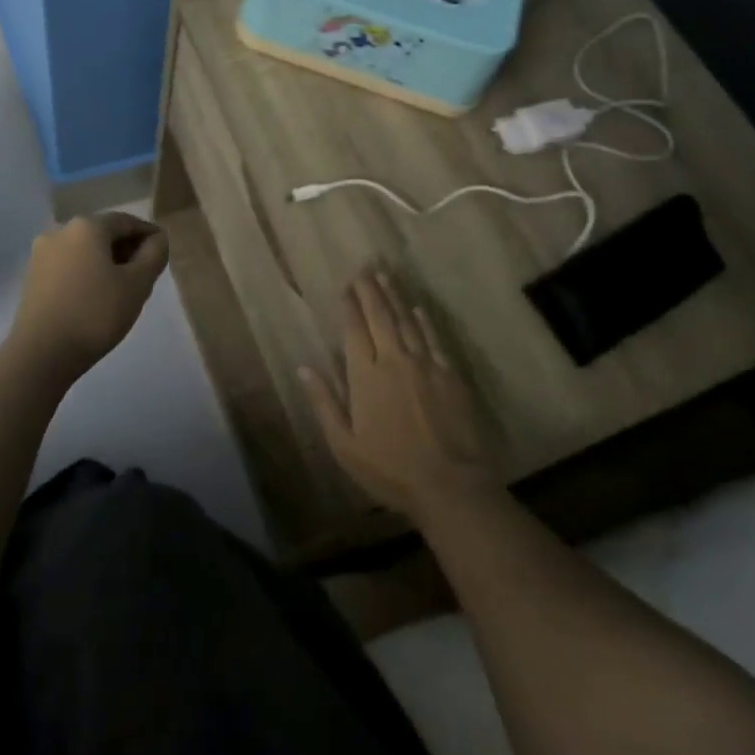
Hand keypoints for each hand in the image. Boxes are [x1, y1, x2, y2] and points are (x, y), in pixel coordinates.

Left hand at [5, 212, 168, 382]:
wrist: (41, 354)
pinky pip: (68, 266)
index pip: (127, 221)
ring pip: (84, 250)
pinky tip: (95, 297)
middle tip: (145, 274)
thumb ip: (154, 255)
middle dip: (127, 249)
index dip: (149, 235)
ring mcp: (41, 254)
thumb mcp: (138, 284)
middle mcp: (60, 231)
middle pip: (103, 233)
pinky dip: (86, 273)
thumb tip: (157, 239)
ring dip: (106, 262)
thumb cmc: (95, 313)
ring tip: (122, 289)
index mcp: (87, 226)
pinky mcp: (32, 277)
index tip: (163, 253)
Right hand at [300, 271, 497, 524]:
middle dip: (371, 292)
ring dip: (395, 298)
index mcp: (366, 376)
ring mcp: (426, 365)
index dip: (349, 306)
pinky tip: (418, 310)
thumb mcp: (345, 446)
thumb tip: (303, 369)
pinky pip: (434, 339)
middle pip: (380, 317)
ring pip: (407, 322)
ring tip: (386, 278)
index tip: (345, 286)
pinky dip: (424, 322)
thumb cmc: (390, 469)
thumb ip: (324, 403)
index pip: (354, 330)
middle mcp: (394, 360)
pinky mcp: (450, 375)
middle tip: (365, 270)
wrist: (450, 484)